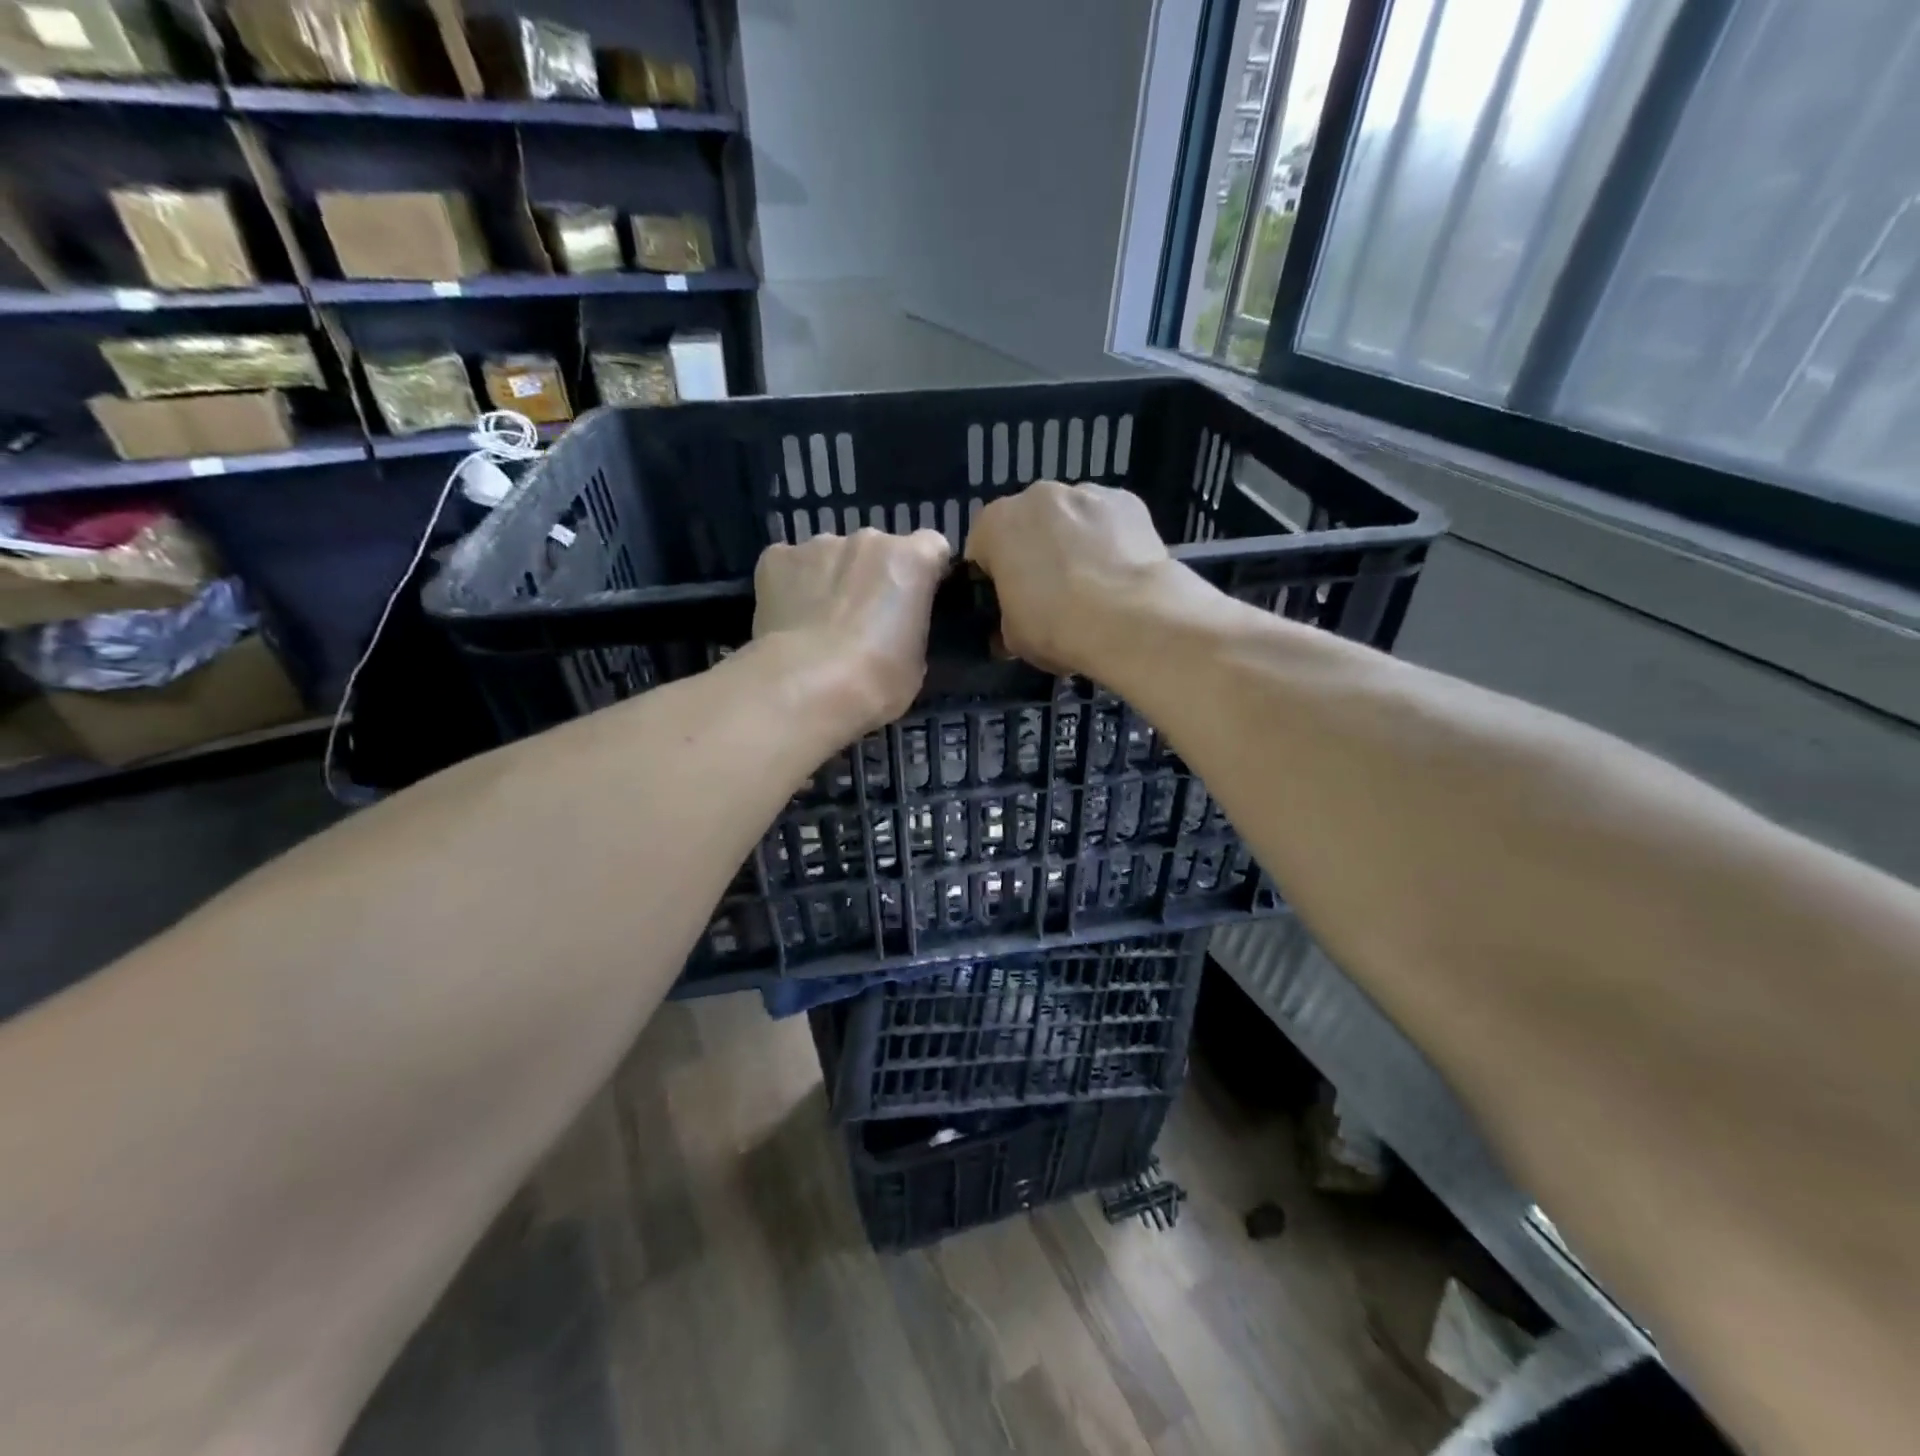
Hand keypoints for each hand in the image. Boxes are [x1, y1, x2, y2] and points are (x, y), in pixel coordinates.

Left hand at [753, 527, 950, 731]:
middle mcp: (867, 540)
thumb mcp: (916, 660)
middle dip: (873, 576)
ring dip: (832, 579)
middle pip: (877, 550)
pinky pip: (789, 566)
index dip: (925, 573)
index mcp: (911, 560)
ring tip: (821, 624)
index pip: (932, 547)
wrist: (807, 687)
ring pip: (831, 556)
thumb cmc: (877, 680)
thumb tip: (895, 628)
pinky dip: (791, 585)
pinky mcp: (776, 559)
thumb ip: (910, 627)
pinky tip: (789, 620)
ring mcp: (818, 545)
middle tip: (864, 620)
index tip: (916, 600)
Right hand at [965, 480, 1174, 674]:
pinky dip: (1111, 539)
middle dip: (1035, 551)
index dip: (993, 575)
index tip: (1008, 600)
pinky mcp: (1129, 501)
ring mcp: (1087, 493)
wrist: (1131, 621)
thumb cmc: (1056, 627)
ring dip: (1073, 541)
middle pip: (1028, 524)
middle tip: (1051, 592)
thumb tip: (1010, 628)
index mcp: (997, 524)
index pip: (982, 547)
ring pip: (1071, 518)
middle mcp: (1038, 495)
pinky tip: (1120, 572)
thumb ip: (1005, 619)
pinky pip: (1109, 520)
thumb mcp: (1013, 637)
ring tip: (1093, 583)